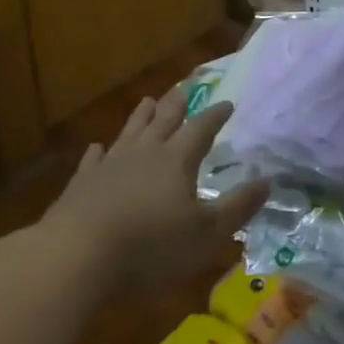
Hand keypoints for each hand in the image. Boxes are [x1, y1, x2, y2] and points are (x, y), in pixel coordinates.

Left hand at [43, 87, 267, 292]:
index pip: (201, 129)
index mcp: (177, 160)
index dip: (215, 116)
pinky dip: (97, 152)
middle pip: (164, 120)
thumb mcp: (206, 233)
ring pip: (129, 132)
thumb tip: (267, 181)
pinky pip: (93, 160)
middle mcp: (144, 153)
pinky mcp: (81, 184)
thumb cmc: (150, 245)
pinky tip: (97, 147)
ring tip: (147, 100)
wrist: (76, 255)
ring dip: (140, 117)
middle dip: (177, 104)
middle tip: (185, 88)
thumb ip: (237, 206)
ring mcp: (109, 165)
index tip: (227, 103)